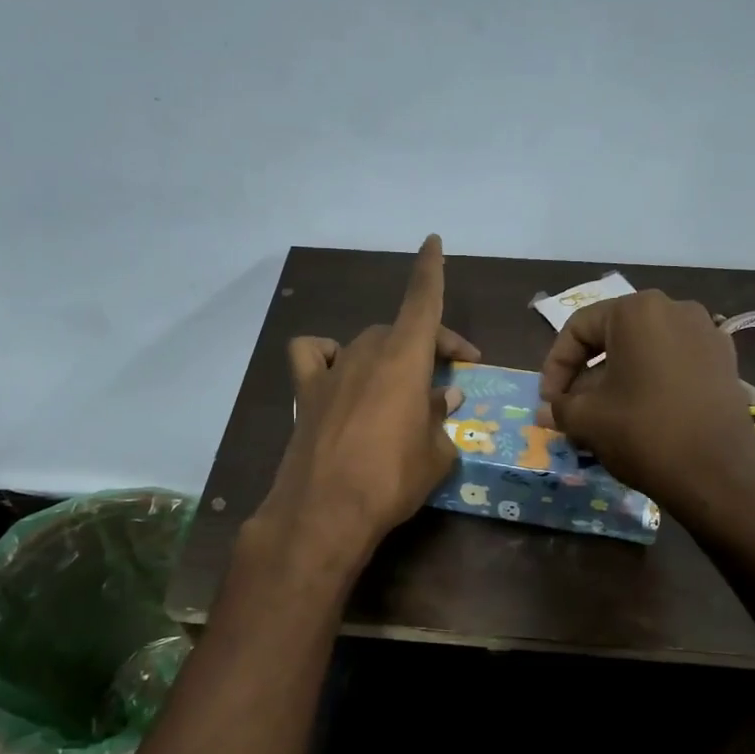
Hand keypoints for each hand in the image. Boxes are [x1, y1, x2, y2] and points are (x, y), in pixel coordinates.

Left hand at [254, 235, 479, 558]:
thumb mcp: (436, 454)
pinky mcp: (305, 394)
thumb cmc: (392, 480)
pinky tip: (339, 373)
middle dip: (430, 346)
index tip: (433, 242)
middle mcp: (367, 353)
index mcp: (405, 359)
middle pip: (400, 330)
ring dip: (386, 354)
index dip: (430, 270)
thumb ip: (442, 419)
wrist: (325, 512)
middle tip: (449, 381)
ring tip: (397, 385)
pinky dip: (327, 355)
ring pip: (364, 343)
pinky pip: (313, 355)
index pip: (422, 301)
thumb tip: (444, 396)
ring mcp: (332, 371)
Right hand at [536, 290, 754, 510]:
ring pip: (644, 351)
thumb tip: (546, 410)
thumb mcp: (587, 420)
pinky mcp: (725, 361)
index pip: (579, 328)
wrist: (718, 474)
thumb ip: (559, 407)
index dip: (555, 365)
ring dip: (618, 379)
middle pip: (613, 336)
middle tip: (572, 409)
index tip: (549, 401)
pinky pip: (674, 363)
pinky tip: (642, 415)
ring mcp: (706, 333)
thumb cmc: (643, 433)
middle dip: (587, 374)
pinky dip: (652, 382)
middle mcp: (674, 309)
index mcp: (636, 310)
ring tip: (604, 416)